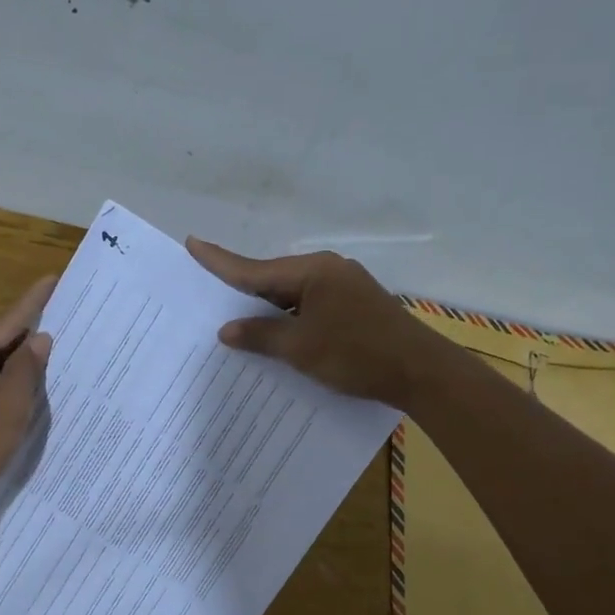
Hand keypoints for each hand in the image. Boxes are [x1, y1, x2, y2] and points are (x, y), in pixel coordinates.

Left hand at [0, 276, 55, 523]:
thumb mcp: (9, 403)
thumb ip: (27, 367)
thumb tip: (39, 340)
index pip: (4, 322)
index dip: (33, 302)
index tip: (53, 279)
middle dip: (28, 333)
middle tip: (63, 318)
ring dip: (18, 360)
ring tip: (53, 349)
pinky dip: (5, 381)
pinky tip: (27, 383)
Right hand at [185, 239, 436, 406]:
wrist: (421, 372)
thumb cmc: (357, 355)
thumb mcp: (301, 349)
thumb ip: (261, 335)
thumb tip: (226, 329)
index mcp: (312, 271)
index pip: (254, 269)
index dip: (220, 261)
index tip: (192, 243)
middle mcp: (328, 270)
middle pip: (274, 279)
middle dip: (243, 290)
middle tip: (209, 291)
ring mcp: (345, 286)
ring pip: (293, 295)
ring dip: (268, 309)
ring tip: (237, 318)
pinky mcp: (356, 305)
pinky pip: (311, 306)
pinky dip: (291, 318)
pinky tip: (279, 333)